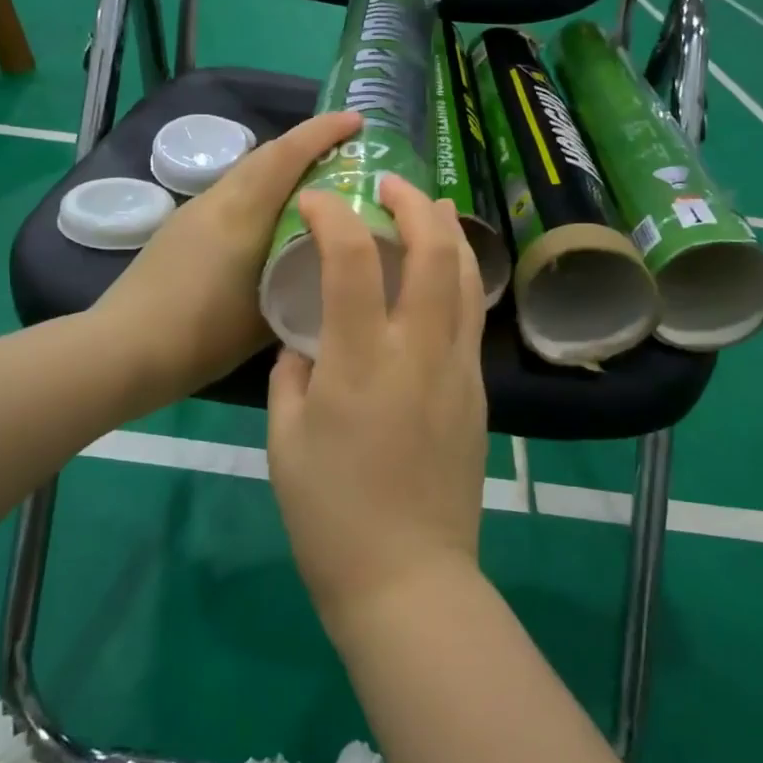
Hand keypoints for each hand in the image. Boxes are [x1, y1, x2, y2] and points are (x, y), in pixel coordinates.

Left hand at [94, 111, 361, 408]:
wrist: (120, 351)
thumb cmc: (199, 337)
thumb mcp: (266, 319)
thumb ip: (300, 290)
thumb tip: (326, 276)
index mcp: (241, 214)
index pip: (286, 155)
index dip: (323, 132)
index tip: (357, 121)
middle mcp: (217, 201)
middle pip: (266, 155)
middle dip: (307, 144)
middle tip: (345, 154)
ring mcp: (194, 212)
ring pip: (247, 174)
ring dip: (282, 169)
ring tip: (316, 188)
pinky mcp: (180, 228)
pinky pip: (232, 194)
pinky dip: (261, 192)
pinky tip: (273, 223)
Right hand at [267, 173, 488, 637]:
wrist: (408, 579)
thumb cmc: (331, 516)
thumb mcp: (284, 441)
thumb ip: (293, 376)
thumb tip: (308, 343)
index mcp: (361, 362)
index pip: (353, 260)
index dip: (334, 215)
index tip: (318, 199)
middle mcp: (419, 352)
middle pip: (434, 252)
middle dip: (414, 203)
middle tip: (390, 184)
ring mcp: (458, 370)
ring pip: (467, 278)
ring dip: (448, 231)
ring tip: (429, 208)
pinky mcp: (478, 391)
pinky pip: (471, 316)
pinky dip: (458, 277)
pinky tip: (442, 274)